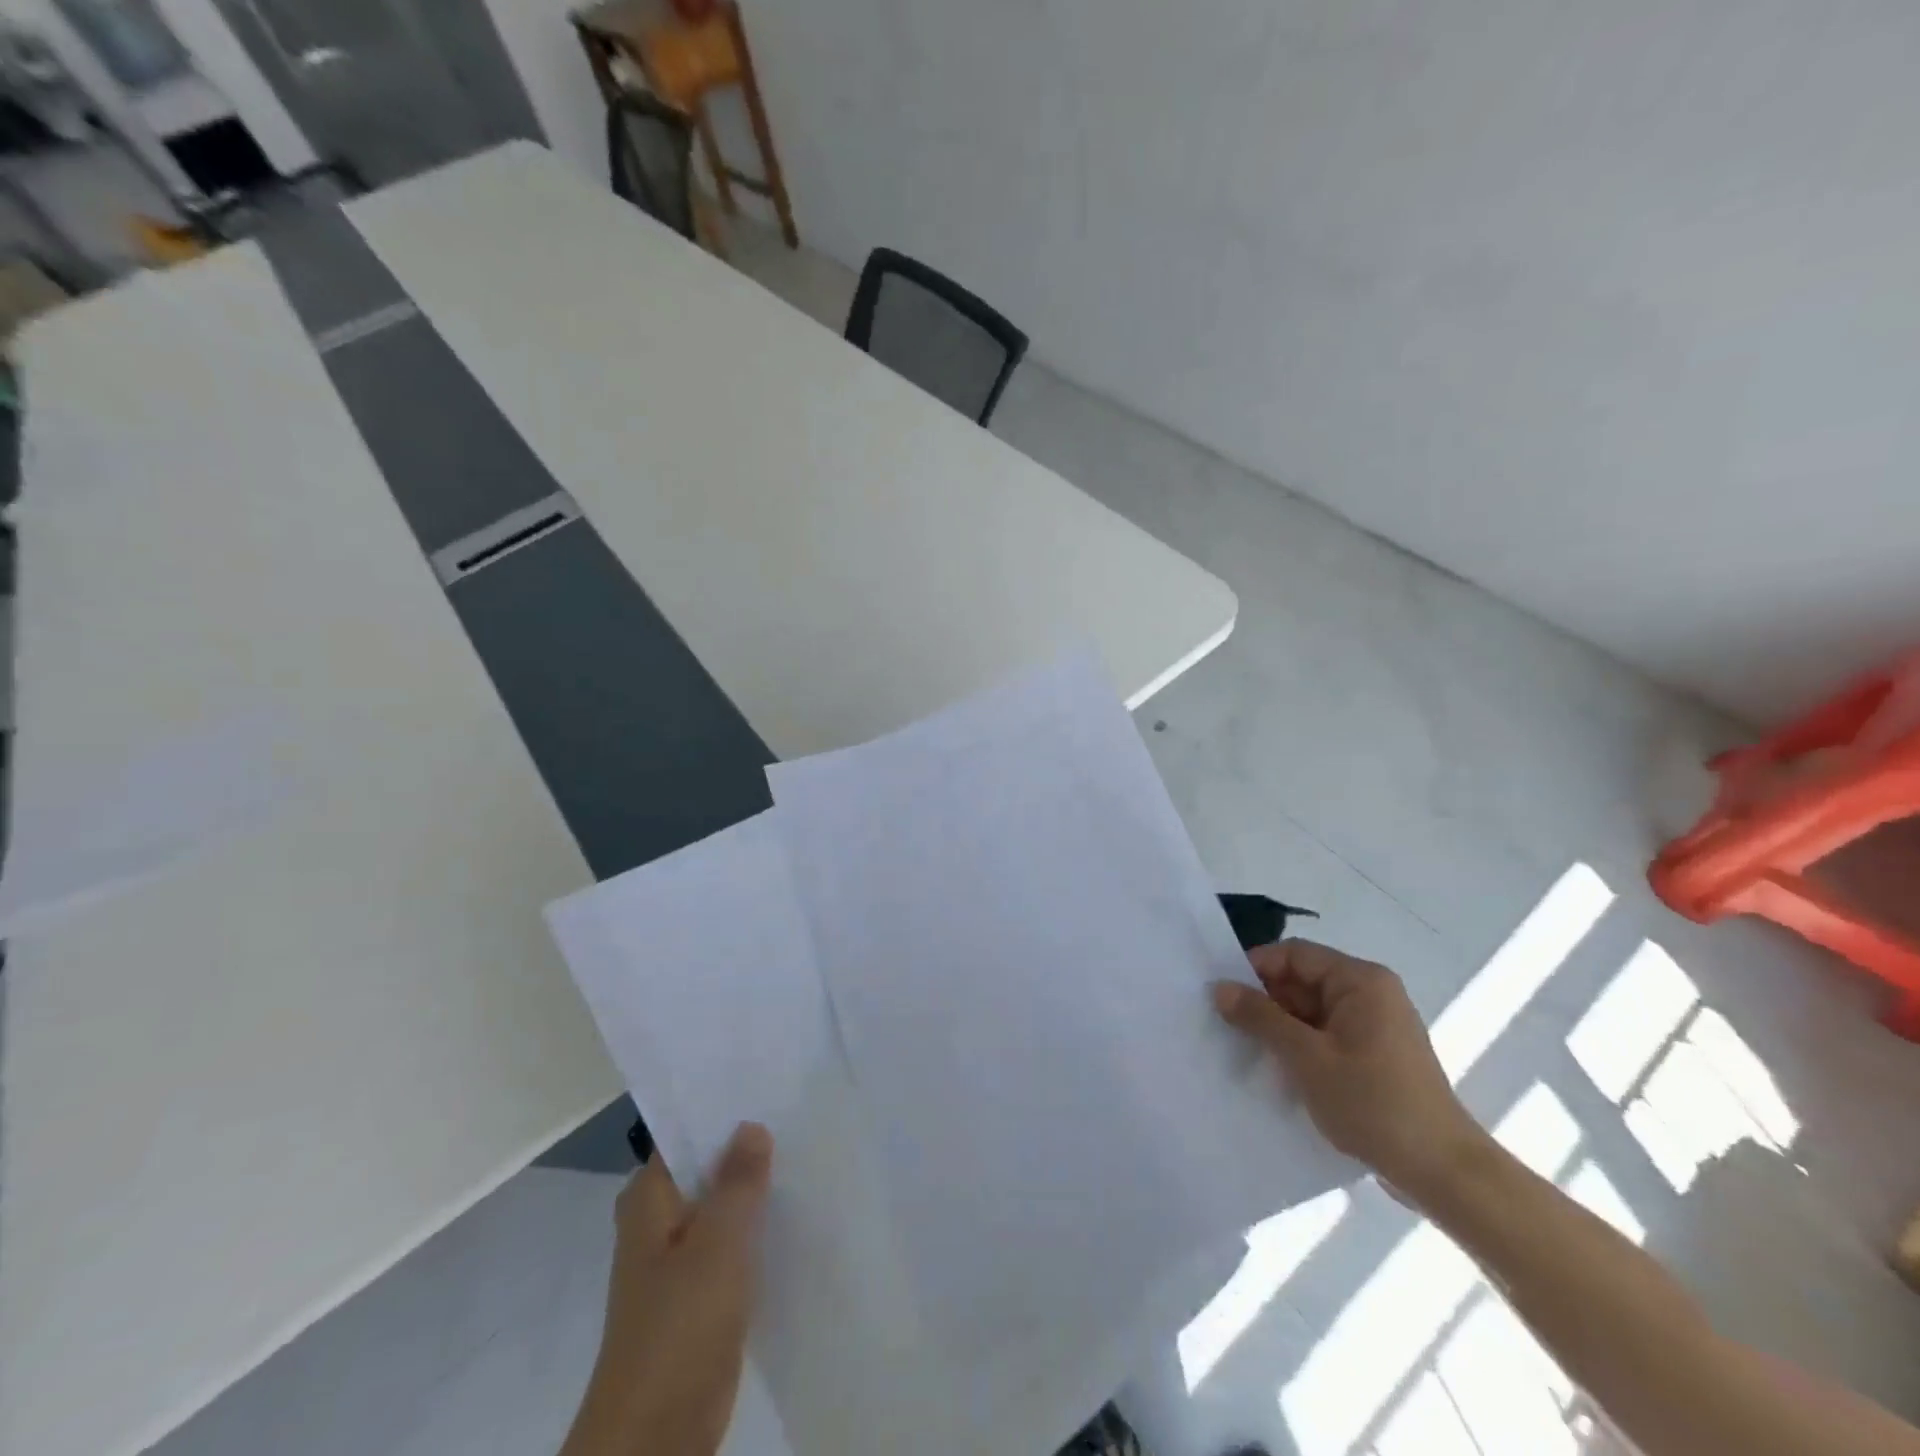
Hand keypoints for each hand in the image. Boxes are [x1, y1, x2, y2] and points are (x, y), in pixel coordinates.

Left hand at [562, 1123, 773, 1455]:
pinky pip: (732, 1244)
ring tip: (806, 1154)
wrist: (656, 1437)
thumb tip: (752, 1125)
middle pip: (707, 1168)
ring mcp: (678, 1259)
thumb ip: (738, 1180)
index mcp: (649, 1198)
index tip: (769, 1086)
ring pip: (722, 1207)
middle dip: (747, 1150)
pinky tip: (796, 1213)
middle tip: (798, 1115)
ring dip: (755, 1191)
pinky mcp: (699, 1293)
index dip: (725, 1111)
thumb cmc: (681, 1325)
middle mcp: (658, 1221)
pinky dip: (756, 1229)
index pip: (687, 1134)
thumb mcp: (719, 1242)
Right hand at [1211, 940, 1488, 1202]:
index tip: (1221, 993)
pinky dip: (1299, 1046)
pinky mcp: (1375, 1056)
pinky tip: (1275, 1069)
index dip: (1255, 968)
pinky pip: (1325, 1035)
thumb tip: (1219, 988)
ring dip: (1279, 1027)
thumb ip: (1260, 1017)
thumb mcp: (1306, 1057)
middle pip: (1302, 981)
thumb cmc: (1373, 1103)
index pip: (1294, 954)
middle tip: (1223, 1023)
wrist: (1442, 1173)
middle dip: (1264, 1001)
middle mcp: (1371, 993)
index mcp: (1360, 981)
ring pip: (1310, 1011)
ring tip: (1242, 1047)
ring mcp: (1375, 1026)